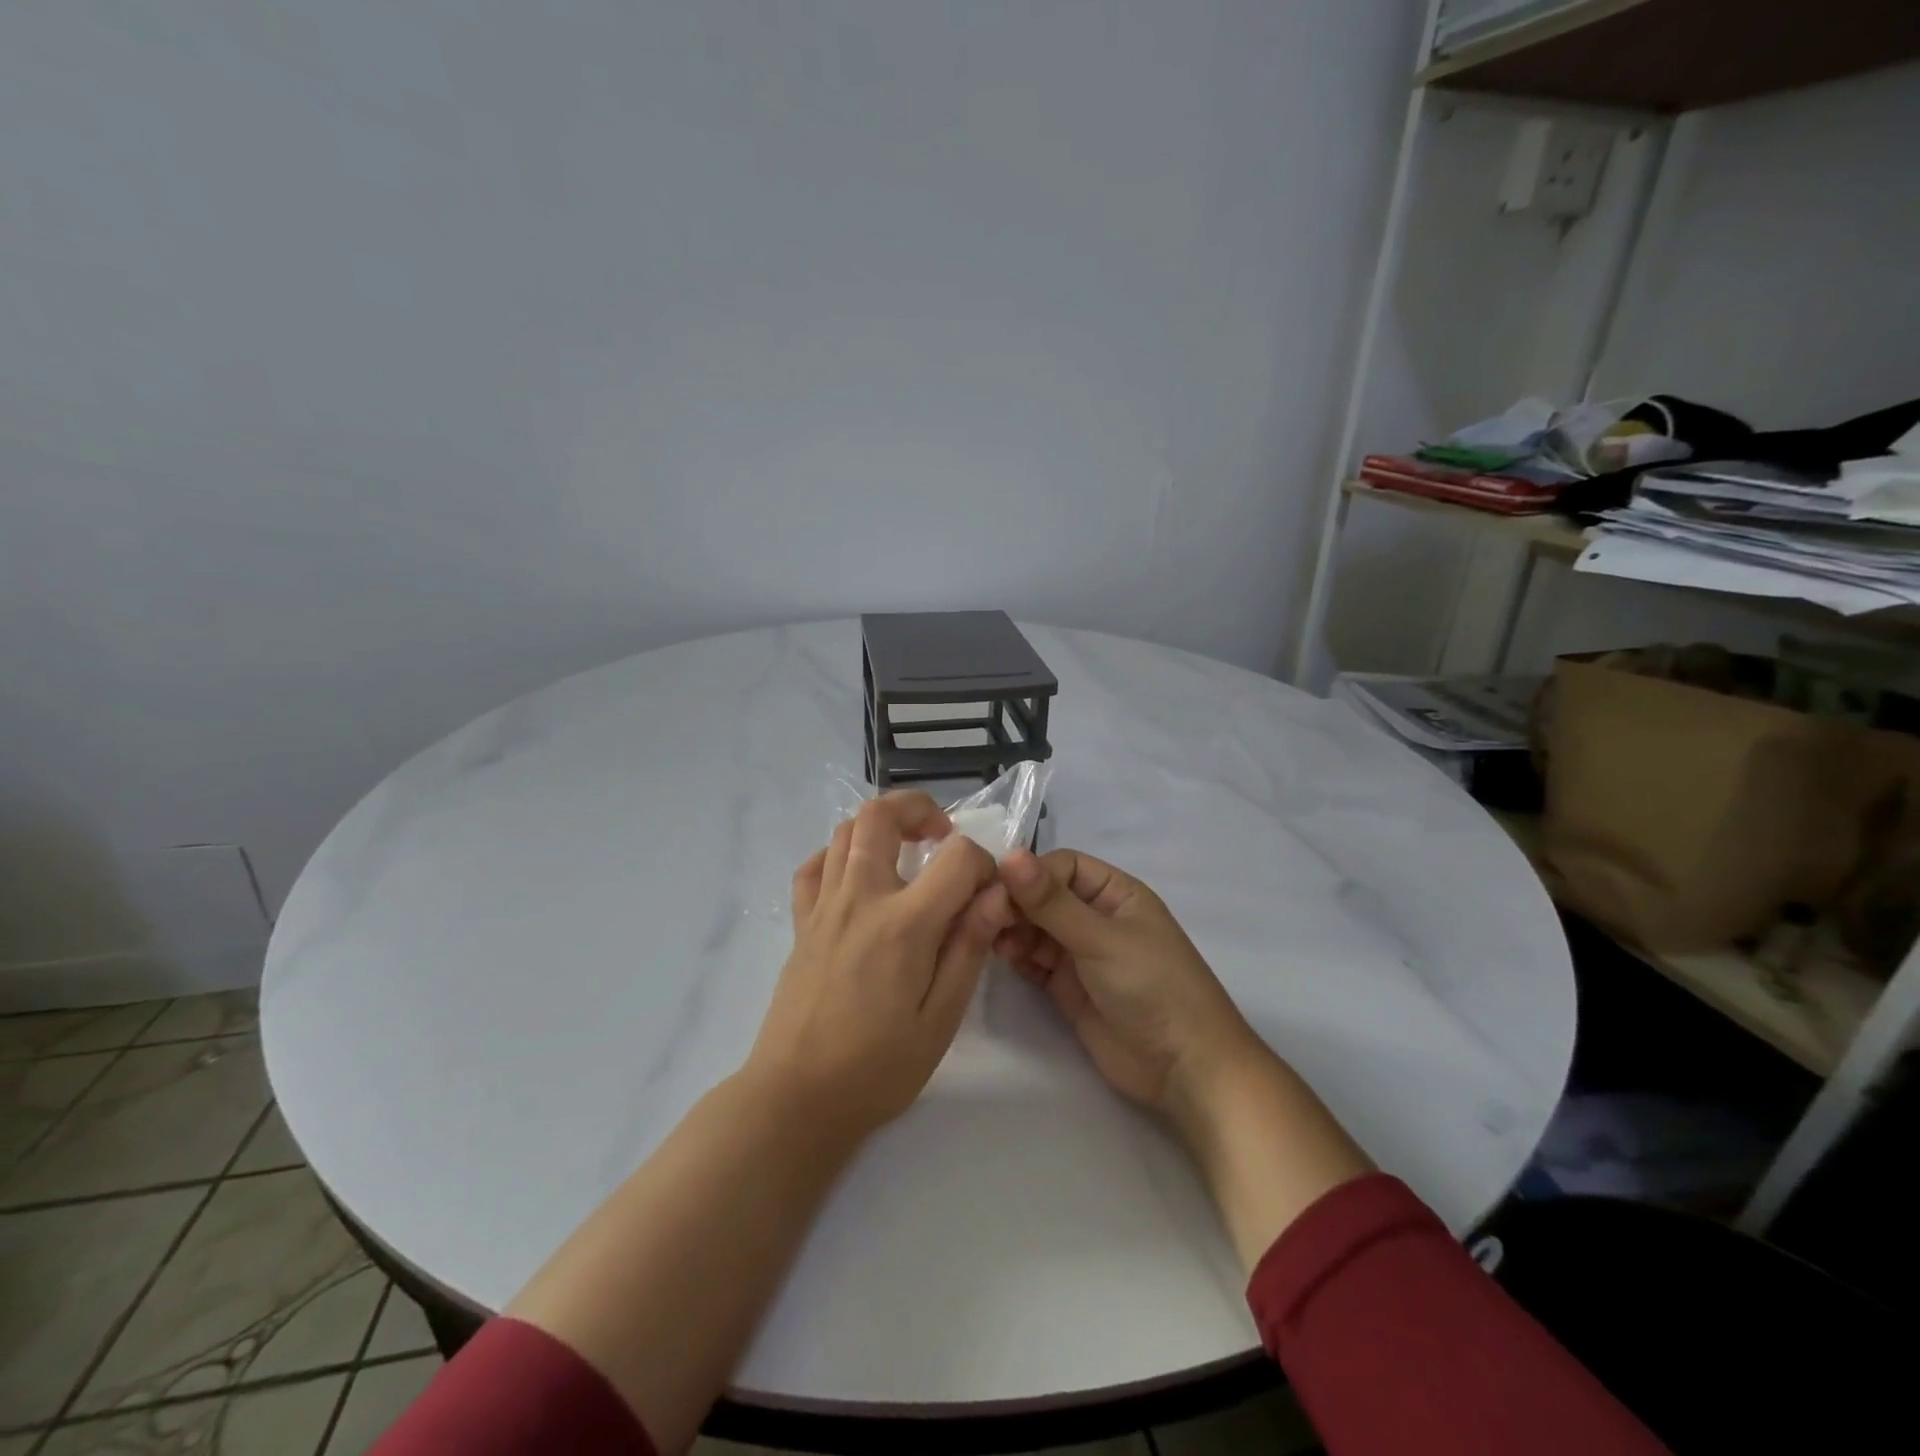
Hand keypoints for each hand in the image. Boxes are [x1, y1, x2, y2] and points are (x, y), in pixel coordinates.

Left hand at [746, 792, 1014, 1141]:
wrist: (796, 1099)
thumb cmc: (877, 1068)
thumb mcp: (940, 1019)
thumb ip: (969, 948)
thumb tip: (996, 894)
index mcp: (904, 924)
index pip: (957, 857)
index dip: (983, 865)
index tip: (988, 896)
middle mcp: (860, 898)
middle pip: (882, 815)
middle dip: (920, 808)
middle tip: (941, 837)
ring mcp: (824, 906)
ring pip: (845, 830)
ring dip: (881, 826)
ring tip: (906, 853)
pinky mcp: (801, 923)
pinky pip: (813, 866)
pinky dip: (838, 854)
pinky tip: (857, 876)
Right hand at [994, 849, 1262, 1121]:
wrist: (1182, 1069)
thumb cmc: (1152, 986)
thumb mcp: (1101, 939)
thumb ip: (1051, 901)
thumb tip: (1009, 854)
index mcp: (1115, 893)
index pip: (1062, 866)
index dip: (1030, 874)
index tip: (998, 890)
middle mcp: (1096, 917)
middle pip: (1044, 896)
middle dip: (1016, 904)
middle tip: (987, 919)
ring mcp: (1081, 953)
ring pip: (1035, 928)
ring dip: (1013, 930)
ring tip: (994, 942)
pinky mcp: (1067, 987)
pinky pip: (1034, 961)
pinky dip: (1017, 957)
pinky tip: (1004, 959)